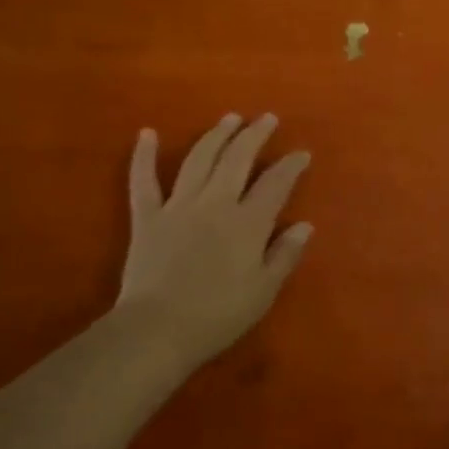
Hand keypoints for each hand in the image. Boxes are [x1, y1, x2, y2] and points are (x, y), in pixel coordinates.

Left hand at [116, 114, 312, 364]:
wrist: (157, 330)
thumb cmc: (217, 316)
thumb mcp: (263, 292)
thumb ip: (284, 255)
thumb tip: (304, 225)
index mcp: (248, 222)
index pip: (276, 183)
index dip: (291, 165)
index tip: (302, 153)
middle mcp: (216, 203)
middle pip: (238, 158)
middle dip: (254, 135)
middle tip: (266, 118)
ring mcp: (179, 206)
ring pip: (200, 159)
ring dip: (216, 135)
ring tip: (229, 118)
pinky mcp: (147, 217)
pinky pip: (143, 181)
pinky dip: (143, 156)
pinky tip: (147, 133)